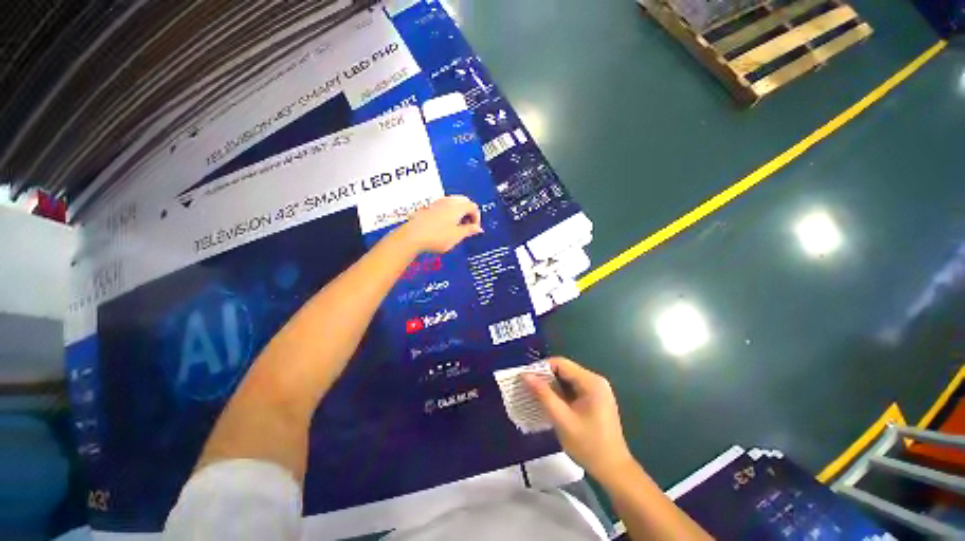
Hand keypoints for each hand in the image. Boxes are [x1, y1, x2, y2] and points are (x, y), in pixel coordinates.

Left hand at [397, 195, 482, 253]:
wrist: (412, 237)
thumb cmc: (436, 237)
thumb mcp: (457, 236)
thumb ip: (469, 230)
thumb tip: (478, 228)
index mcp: (458, 207)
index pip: (473, 207)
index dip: (477, 218)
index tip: (474, 229)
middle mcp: (448, 201)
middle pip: (464, 201)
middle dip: (468, 213)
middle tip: (467, 226)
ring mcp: (437, 203)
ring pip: (453, 203)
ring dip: (459, 212)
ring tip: (456, 227)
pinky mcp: (428, 208)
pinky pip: (444, 206)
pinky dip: (449, 213)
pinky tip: (445, 226)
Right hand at [524, 357, 634, 482]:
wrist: (613, 470)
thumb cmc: (589, 446)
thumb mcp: (562, 420)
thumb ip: (543, 395)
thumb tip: (525, 376)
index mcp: (591, 382)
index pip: (561, 363)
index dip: (541, 367)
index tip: (526, 377)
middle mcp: (595, 381)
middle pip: (564, 370)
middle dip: (545, 377)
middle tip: (527, 386)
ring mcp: (596, 390)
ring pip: (566, 379)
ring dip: (550, 385)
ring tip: (533, 393)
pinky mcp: (594, 399)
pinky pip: (572, 388)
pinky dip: (559, 393)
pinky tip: (548, 402)